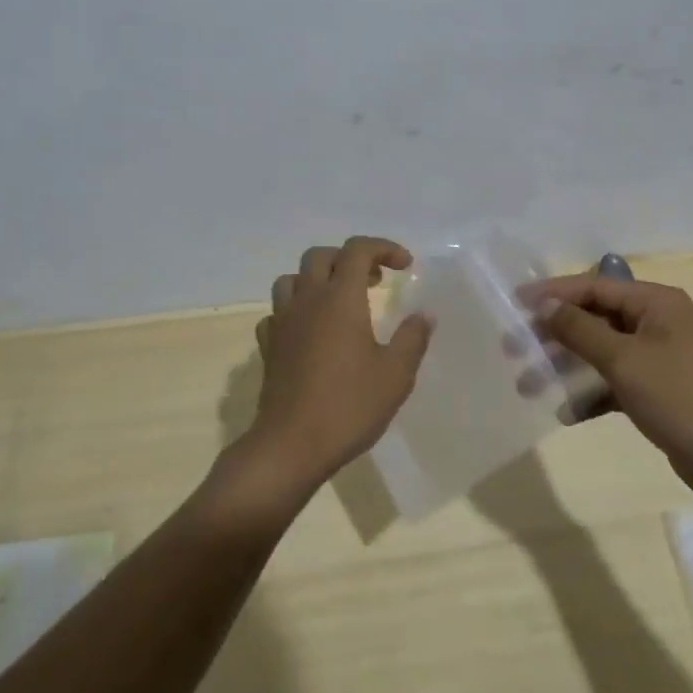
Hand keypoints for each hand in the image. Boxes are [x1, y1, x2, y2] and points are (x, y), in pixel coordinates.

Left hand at [244, 237, 433, 494]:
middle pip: (321, 256)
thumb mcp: (395, 375)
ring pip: (292, 279)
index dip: (383, 248)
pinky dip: (295, 311)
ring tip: (338, 300)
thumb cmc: (348, 406)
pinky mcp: (268, 346)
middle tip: (374, 281)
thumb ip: (412, 339)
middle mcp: (308, 300)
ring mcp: (283, 322)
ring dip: (317, 279)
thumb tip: (424, 315)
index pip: (358, 249)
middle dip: (349, 258)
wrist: (291, 445)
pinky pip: (277, 312)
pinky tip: (309, 330)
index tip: (405, 266)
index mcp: (340, 298)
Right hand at [521, 275, 692, 505]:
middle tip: (514, 347)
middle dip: (553, 333)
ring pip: (599, 353)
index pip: (593, 287)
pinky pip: (612, 383)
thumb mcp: (625, 360)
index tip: (515, 303)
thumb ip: (580, 330)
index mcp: (654, 303)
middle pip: (593, 319)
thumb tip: (545, 306)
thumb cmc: (682, 397)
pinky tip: (566, 413)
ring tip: (528, 383)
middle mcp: (655, 323)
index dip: (553, 293)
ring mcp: (656, 359)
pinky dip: (589, 394)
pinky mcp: (656, 392)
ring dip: (565, 366)